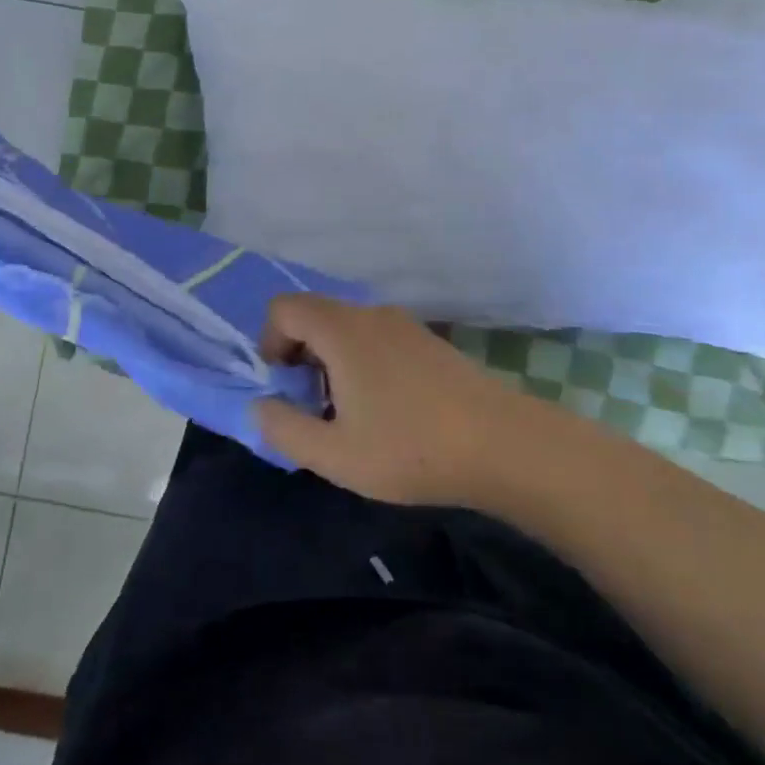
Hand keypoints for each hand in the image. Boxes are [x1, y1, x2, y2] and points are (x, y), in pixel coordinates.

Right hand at [253, 295, 538, 506]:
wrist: (504, 446)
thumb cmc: (411, 449)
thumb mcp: (334, 455)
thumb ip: (284, 429)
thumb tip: (259, 406)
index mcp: (342, 330)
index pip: (283, 308)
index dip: (269, 343)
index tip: (285, 388)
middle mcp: (370, 314)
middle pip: (314, 316)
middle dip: (299, 357)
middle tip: (314, 408)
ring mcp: (405, 325)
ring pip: (347, 329)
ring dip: (331, 362)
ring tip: (350, 416)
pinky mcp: (430, 342)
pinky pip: (377, 338)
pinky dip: (363, 363)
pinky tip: (388, 411)